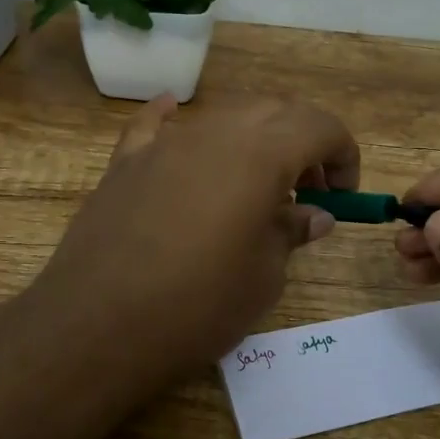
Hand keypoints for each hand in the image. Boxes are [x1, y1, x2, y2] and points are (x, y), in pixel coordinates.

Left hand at [30, 95, 359, 395]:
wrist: (96, 326)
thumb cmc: (197, 306)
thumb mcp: (263, 276)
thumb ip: (291, 232)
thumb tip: (314, 215)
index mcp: (259, 155)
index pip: (319, 126)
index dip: (343, 154)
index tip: (343, 194)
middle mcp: (214, 133)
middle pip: (273, 111)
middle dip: (302, 142)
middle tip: (308, 191)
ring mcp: (164, 143)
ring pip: (222, 117)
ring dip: (253, 139)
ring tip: (255, 186)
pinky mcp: (125, 162)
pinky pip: (155, 125)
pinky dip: (174, 118)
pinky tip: (173, 112)